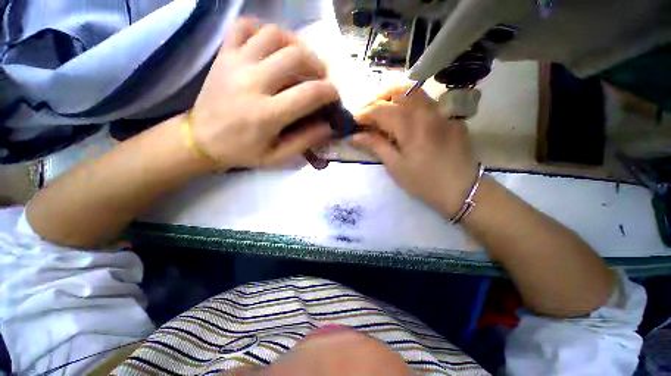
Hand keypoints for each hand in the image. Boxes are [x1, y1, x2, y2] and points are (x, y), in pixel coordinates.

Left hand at [191, 19, 338, 168]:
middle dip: (317, 64)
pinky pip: (244, 26)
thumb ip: (305, 141)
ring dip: (295, 43)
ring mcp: (235, 63)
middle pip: (295, 56)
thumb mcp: (278, 156)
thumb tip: (328, 126)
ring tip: (300, 59)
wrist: (201, 139)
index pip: (309, 93)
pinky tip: (272, 45)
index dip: (329, 92)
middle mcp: (252, 82)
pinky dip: (262, 29)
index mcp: (267, 114)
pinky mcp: (224, 55)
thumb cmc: (243, 151)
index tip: (334, 95)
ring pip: (273, 34)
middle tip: (320, 76)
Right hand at [352, 85, 478, 216]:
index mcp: (410, 124)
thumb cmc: (423, 181)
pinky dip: (411, 107)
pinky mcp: (451, 117)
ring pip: (415, 92)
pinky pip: (427, 103)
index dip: (364, 113)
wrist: (462, 189)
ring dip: (395, 99)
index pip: (380, 109)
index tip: (353, 121)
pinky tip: (408, 123)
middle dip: (379, 98)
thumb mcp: (395, 166)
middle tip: (369, 114)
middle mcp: (427, 110)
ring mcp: (442, 111)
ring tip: (386, 115)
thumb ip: (375, 145)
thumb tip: (354, 136)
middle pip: (398, 89)